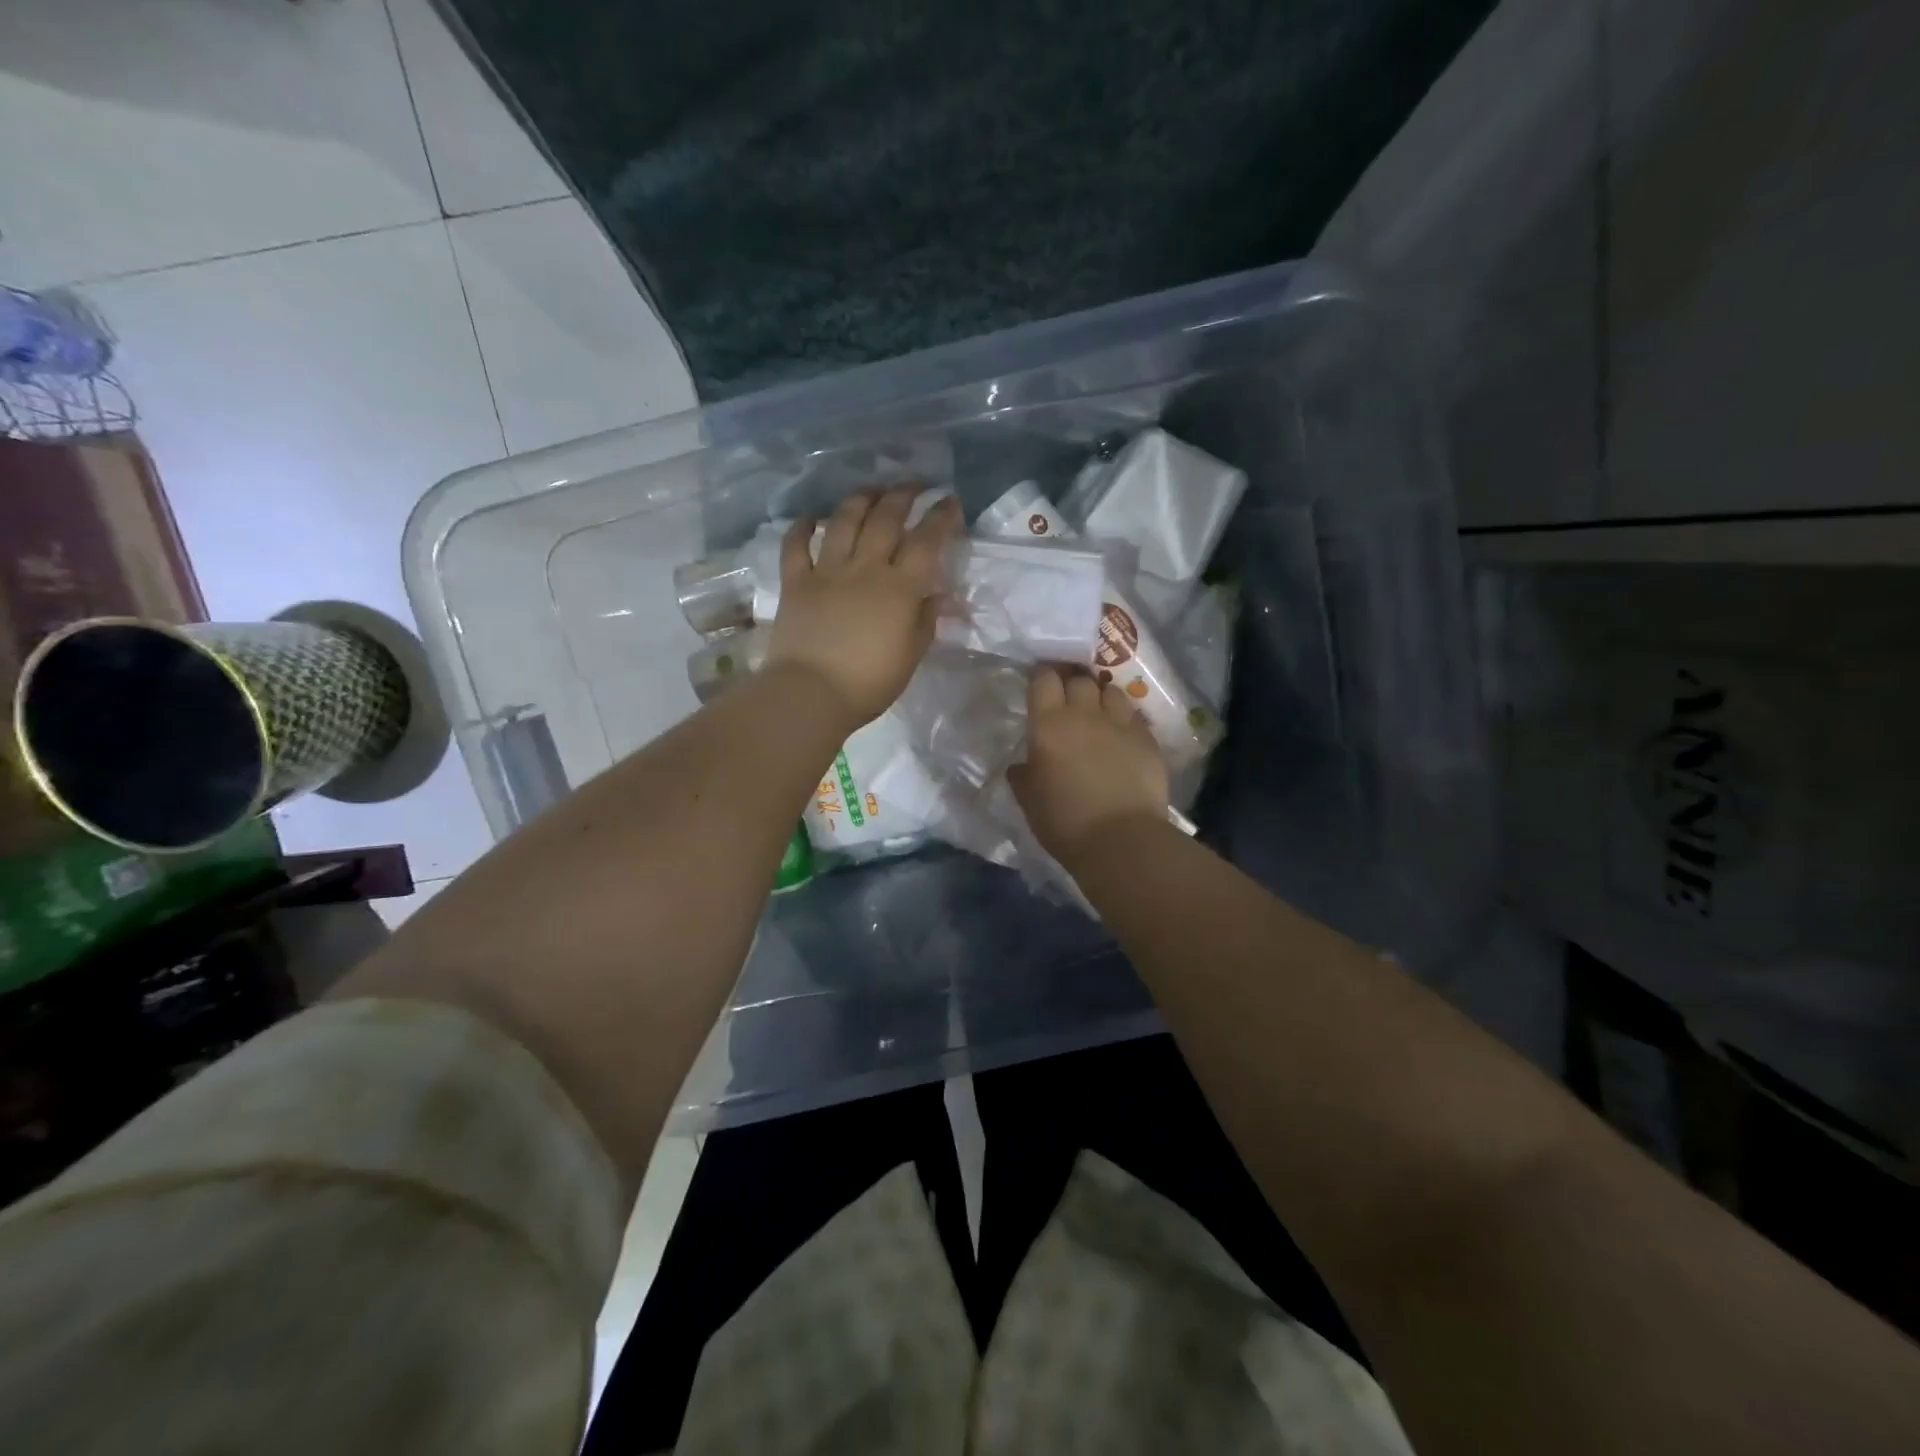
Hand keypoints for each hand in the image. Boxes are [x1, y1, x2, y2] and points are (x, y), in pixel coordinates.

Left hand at [766, 486, 960, 727]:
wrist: (811, 693)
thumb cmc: (869, 683)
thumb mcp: (911, 656)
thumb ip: (924, 621)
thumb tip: (933, 596)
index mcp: (899, 588)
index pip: (926, 541)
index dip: (941, 517)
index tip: (950, 502)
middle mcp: (865, 568)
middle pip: (886, 518)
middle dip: (904, 494)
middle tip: (915, 486)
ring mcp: (827, 571)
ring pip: (844, 520)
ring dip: (861, 498)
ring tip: (872, 490)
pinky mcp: (796, 582)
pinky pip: (796, 546)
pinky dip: (803, 527)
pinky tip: (811, 518)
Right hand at [1009, 665, 1169, 862]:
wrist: (1121, 840)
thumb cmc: (1064, 822)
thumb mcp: (1029, 802)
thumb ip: (1023, 776)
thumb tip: (1020, 766)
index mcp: (1049, 725)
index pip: (1044, 679)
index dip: (1042, 676)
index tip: (1040, 683)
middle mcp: (1085, 714)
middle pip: (1080, 679)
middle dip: (1072, 682)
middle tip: (1068, 696)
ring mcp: (1120, 724)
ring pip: (1111, 691)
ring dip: (1102, 696)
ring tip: (1099, 711)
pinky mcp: (1148, 739)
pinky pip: (1134, 716)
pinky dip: (1125, 720)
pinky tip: (1122, 735)